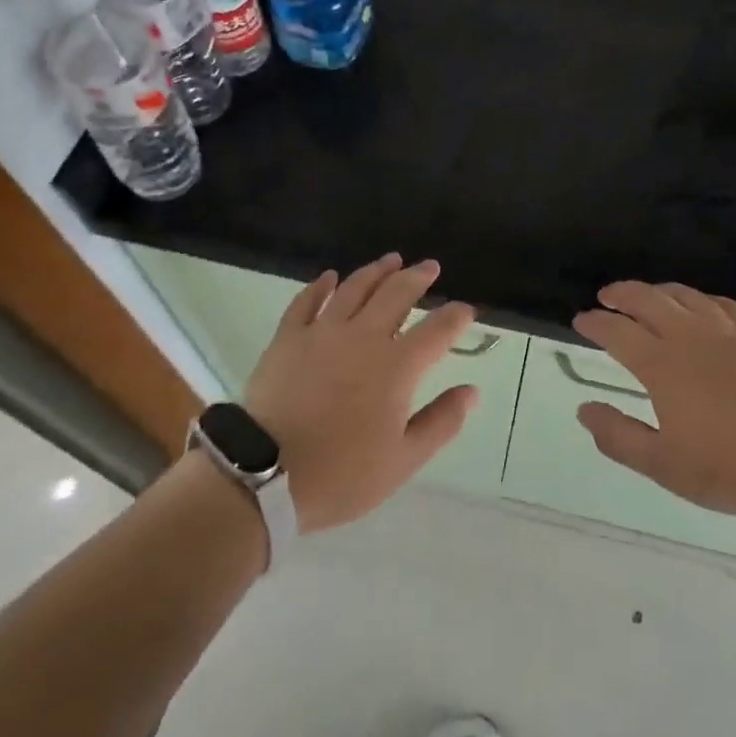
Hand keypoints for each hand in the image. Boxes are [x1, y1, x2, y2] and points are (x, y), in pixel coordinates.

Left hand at [241, 253, 479, 532]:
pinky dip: (321, 286)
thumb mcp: (403, 460)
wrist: (263, 476)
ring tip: (391, 260)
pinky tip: (330, 277)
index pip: (437, 330)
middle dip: (418, 278)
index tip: (466, 309)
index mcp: (397, 366)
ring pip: (355, 288)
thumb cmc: (341, 474)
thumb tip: (472, 391)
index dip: (456, 316)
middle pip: (396, 294)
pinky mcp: (288, 338)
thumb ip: (441, 422)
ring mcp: (322, 332)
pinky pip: (306, 301)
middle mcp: (364, 337)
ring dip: (377, 271)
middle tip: (430, 266)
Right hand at [573, 282, 735, 520]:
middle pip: (648, 299)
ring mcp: (728, 331)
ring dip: (660, 291)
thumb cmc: (731, 466)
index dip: (596, 322)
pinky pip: (724, 304)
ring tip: (649, 295)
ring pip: (685, 295)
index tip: (582, 320)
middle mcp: (689, 336)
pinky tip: (704, 306)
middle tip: (607, 296)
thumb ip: (619, 436)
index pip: (617, 331)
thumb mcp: (664, 465)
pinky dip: (703, 300)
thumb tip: (585, 409)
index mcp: (661, 365)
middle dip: (622, 293)